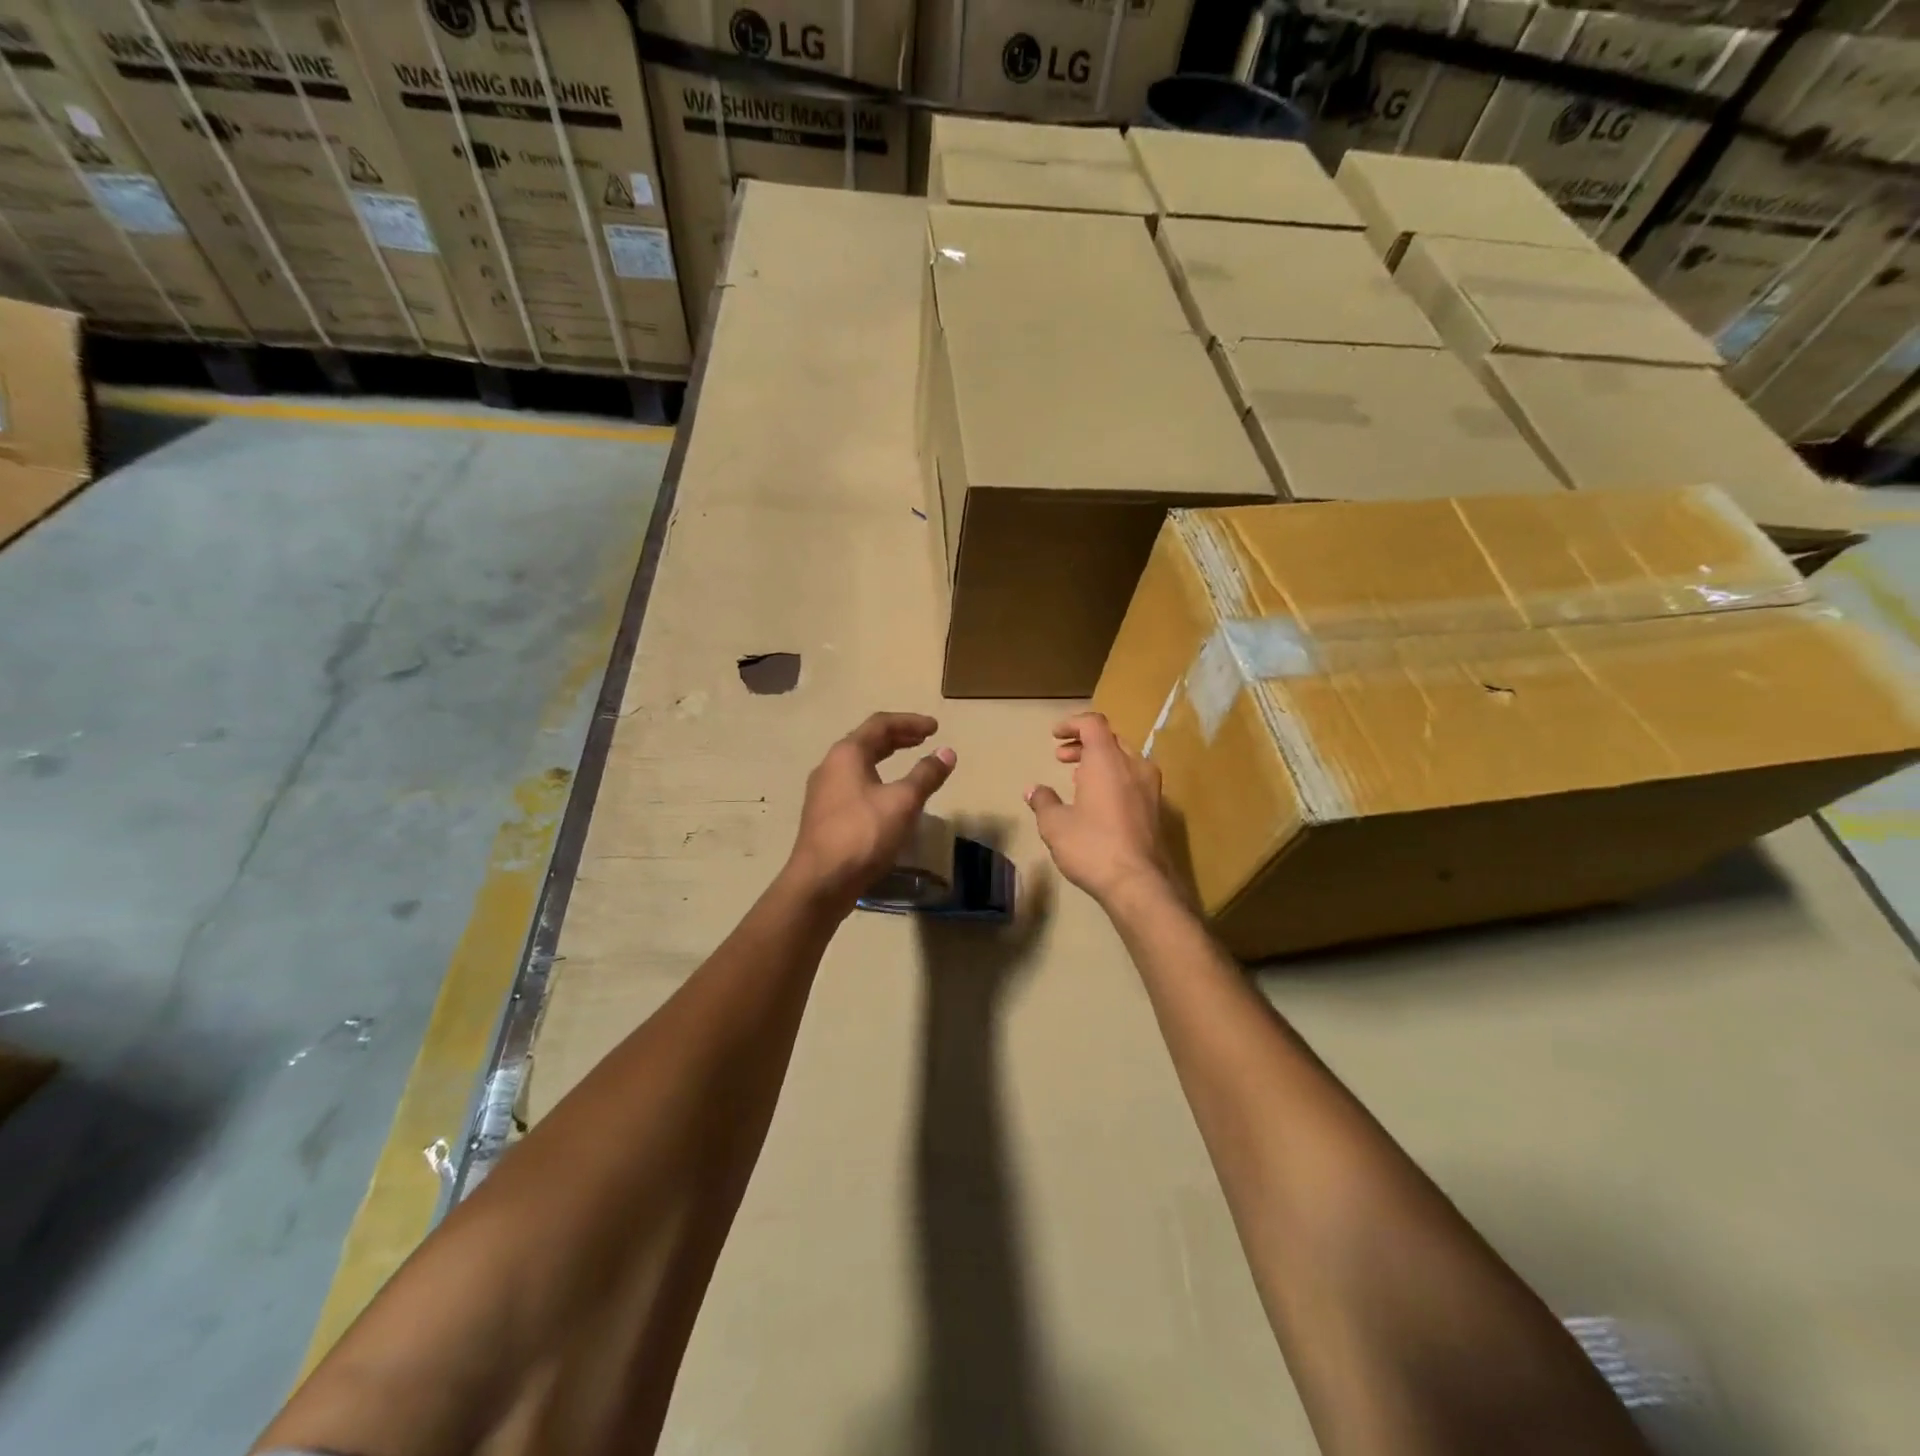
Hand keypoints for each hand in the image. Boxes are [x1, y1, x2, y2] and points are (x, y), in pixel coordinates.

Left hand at [785, 712, 956, 913]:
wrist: (820, 882)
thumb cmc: (863, 834)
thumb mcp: (903, 802)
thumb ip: (926, 775)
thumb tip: (947, 752)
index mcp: (847, 754)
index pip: (880, 724)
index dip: (910, 722)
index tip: (936, 728)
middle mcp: (830, 766)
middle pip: (867, 741)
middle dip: (898, 738)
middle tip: (924, 740)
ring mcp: (824, 792)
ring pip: (859, 764)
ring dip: (885, 758)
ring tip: (909, 763)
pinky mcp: (824, 816)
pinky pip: (854, 785)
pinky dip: (876, 779)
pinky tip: (888, 797)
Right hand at [1025, 713, 1173, 907]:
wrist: (1139, 883)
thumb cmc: (1092, 846)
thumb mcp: (1055, 825)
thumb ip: (1043, 801)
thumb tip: (1033, 790)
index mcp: (1108, 760)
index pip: (1093, 723)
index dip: (1072, 724)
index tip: (1054, 736)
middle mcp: (1134, 766)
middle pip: (1110, 740)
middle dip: (1084, 745)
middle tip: (1062, 758)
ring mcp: (1151, 788)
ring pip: (1125, 760)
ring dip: (1100, 763)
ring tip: (1078, 780)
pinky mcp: (1157, 809)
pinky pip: (1134, 780)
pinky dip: (1114, 780)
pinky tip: (1099, 803)